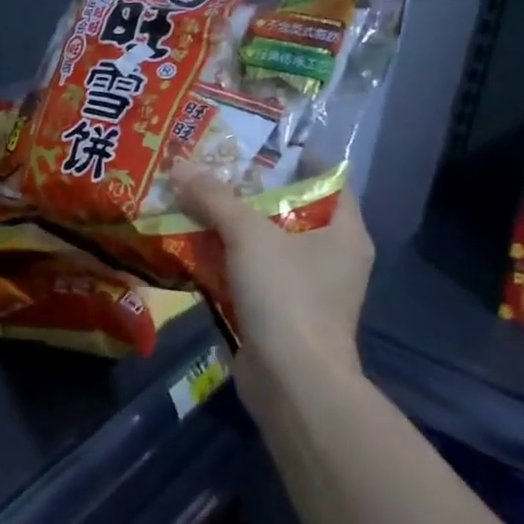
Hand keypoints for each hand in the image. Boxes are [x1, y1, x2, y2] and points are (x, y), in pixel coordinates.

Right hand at [170, 170, 373, 415]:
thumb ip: (215, 198)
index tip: (254, 142)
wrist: (292, 382)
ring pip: (265, 243)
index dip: (293, 157)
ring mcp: (306, 287)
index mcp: (344, 231)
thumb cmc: (287, 296)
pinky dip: (225, 258)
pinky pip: (251, 272)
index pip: (326, 178)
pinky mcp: (280, 312)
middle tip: (211, 166)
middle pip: (289, 209)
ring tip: (192, 197)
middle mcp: (331, 256)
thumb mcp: (249, 235)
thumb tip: (179, 166)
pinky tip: (190, 243)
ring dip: (230, 225)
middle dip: (249, 189)